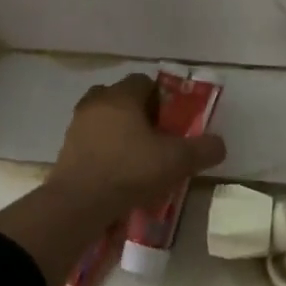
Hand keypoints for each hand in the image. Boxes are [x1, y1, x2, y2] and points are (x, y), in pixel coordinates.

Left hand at [46, 73, 227, 224]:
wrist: (78, 203)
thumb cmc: (130, 171)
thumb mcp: (177, 161)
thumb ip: (203, 149)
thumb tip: (219, 144)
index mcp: (121, 96)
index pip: (144, 81)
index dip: (162, 98)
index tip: (173, 121)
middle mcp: (96, 103)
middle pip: (121, 97)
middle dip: (139, 113)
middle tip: (156, 137)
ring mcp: (77, 126)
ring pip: (104, 119)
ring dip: (120, 132)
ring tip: (137, 157)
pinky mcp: (66, 150)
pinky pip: (92, 141)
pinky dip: (105, 150)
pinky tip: (118, 172)